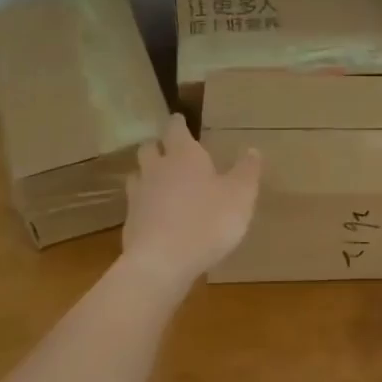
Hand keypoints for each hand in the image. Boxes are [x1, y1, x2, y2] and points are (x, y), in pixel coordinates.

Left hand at [122, 114, 260, 286]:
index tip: (180, 119)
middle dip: (158, 146)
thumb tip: (252, 150)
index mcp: (184, 156)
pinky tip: (156, 216)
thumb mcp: (240, 196)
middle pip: (149, 148)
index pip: (175, 129)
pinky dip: (146, 205)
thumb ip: (247, 171)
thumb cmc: (208, 221)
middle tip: (169, 150)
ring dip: (148, 175)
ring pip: (138, 175)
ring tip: (160, 182)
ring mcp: (138, 196)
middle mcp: (156, 169)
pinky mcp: (129, 223)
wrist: (162, 262)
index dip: (178, 123)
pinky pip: (136, 205)